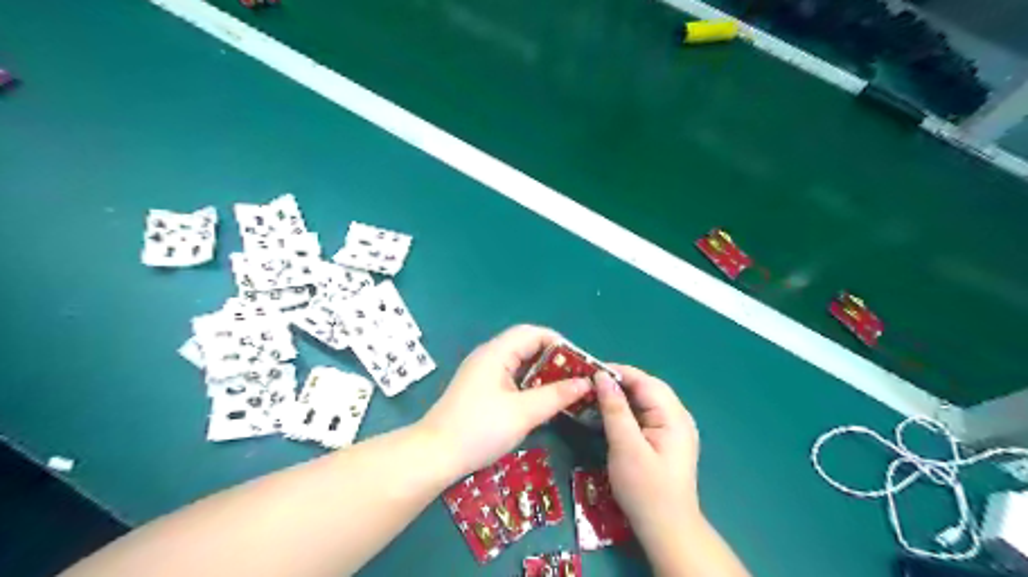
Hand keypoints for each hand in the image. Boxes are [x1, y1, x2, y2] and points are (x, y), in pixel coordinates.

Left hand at [418, 328, 590, 478]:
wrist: (435, 455)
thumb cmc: (479, 429)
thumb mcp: (523, 413)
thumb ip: (556, 396)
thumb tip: (585, 383)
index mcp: (496, 353)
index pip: (533, 333)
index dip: (559, 343)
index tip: (580, 362)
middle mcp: (489, 356)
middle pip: (526, 345)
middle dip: (554, 359)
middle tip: (577, 378)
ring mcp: (483, 372)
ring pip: (519, 363)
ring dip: (543, 373)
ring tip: (566, 389)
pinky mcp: (481, 388)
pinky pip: (511, 377)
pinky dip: (529, 384)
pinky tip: (542, 400)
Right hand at [600, 368, 701, 552]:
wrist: (667, 530)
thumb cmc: (646, 490)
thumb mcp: (626, 447)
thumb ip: (615, 409)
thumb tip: (602, 377)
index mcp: (674, 416)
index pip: (644, 381)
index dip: (617, 372)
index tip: (588, 369)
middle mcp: (677, 416)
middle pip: (646, 387)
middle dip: (617, 381)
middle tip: (588, 382)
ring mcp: (673, 428)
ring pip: (644, 399)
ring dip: (620, 395)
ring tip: (593, 394)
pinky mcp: (664, 438)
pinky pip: (644, 413)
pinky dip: (626, 409)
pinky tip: (608, 413)